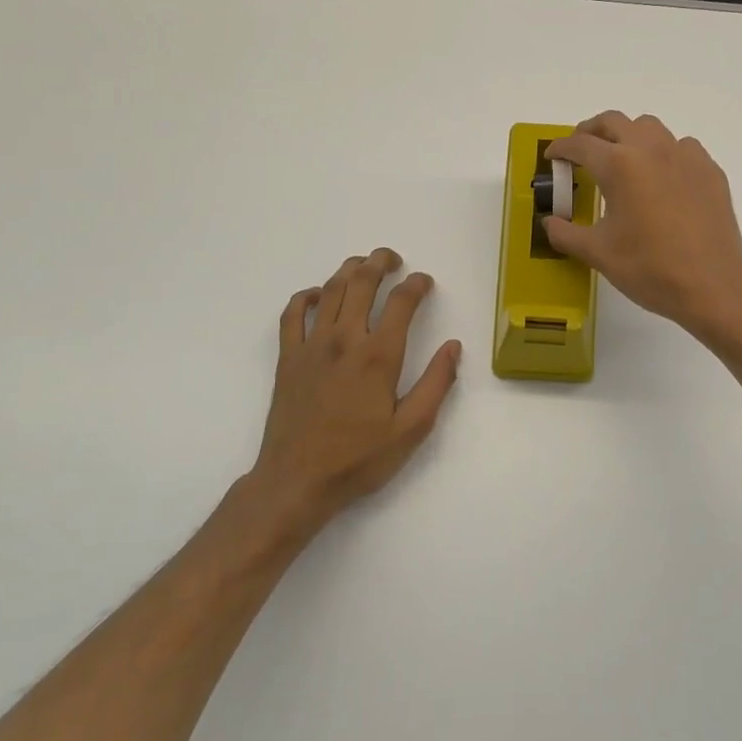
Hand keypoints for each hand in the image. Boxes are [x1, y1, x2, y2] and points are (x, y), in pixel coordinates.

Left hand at [249, 249, 461, 533]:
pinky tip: (318, 296)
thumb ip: (436, 383)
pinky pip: (292, 314)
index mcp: (378, 356)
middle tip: (393, 259)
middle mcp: (344, 340)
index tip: (426, 282)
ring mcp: (311, 346)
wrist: (296, 481)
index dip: (417, 285)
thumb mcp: (411, 429)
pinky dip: (307, 297)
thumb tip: (453, 346)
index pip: (402, 302)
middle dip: (381, 262)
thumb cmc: (359, 459)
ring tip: (364, 265)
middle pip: (362, 282)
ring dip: (349, 270)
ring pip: (330, 290)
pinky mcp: (288, 358)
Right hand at [544, 112, 741, 340]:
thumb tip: (549, 222)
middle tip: (581, 152)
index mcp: (619, 165)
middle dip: (591, 131)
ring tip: (622, 160)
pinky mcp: (710, 170)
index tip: (552, 157)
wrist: (712, 286)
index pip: (580, 144)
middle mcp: (652, 149)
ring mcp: (685, 156)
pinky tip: (662, 179)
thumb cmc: (649, 268)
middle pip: (614, 121)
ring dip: (629, 136)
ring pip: (650, 127)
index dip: (560, 148)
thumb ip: (565, 233)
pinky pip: (681, 147)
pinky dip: (664, 152)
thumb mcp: (598, 253)